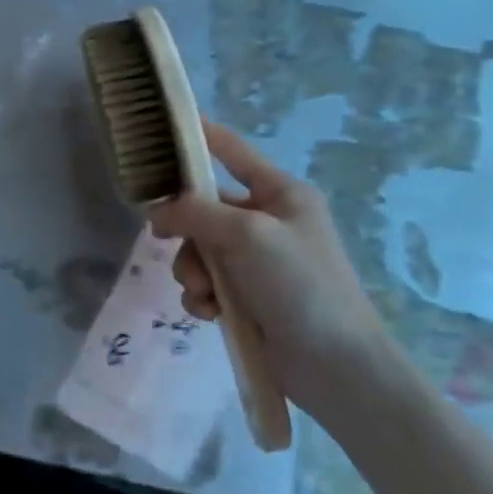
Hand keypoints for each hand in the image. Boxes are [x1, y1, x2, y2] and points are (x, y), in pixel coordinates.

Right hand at [148, 119, 400, 418]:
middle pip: (203, 207)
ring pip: (199, 250)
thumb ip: (195, 213)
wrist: (336, 365)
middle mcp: (268, 221)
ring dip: (192, 271)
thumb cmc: (301, 285)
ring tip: (204, 296)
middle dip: (185, 232)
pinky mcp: (249, 297)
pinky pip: (207, 283)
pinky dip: (201, 297)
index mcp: (280, 193)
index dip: (199, 136)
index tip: (159, 127)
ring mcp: (258, 261)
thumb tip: (156, 211)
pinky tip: (209, 314)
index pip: (232, 151)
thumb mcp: (247, 235)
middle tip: (166, 243)